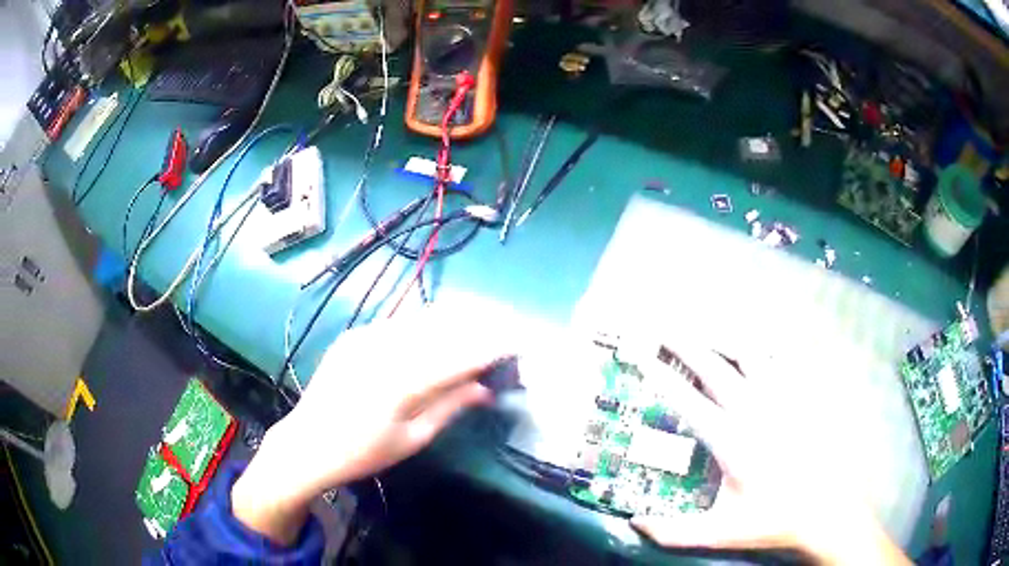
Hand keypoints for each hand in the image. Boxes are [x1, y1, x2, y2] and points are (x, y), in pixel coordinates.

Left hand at [232, 307, 513, 543]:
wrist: (306, 442)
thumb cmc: (362, 452)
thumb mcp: (412, 439)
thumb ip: (450, 406)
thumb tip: (487, 388)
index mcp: (400, 382)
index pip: (459, 356)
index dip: (492, 347)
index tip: (517, 343)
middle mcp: (383, 348)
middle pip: (443, 327)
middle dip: (478, 326)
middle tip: (503, 332)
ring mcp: (365, 336)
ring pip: (421, 318)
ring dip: (454, 321)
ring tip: (479, 326)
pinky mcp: (355, 334)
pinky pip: (398, 322)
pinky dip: (424, 324)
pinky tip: (438, 332)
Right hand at [625, 342, 911, 564]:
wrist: (828, 508)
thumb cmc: (774, 519)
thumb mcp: (720, 532)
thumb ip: (674, 532)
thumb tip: (634, 523)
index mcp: (730, 439)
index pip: (687, 401)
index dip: (661, 378)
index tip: (643, 358)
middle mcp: (754, 409)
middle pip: (715, 367)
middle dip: (687, 345)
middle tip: (668, 328)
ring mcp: (784, 396)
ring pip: (752, 353)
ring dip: (727, 338)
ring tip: (711, 328)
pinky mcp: (807, 393)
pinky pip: (789, 356)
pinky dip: (774, 342)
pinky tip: (766, 338)